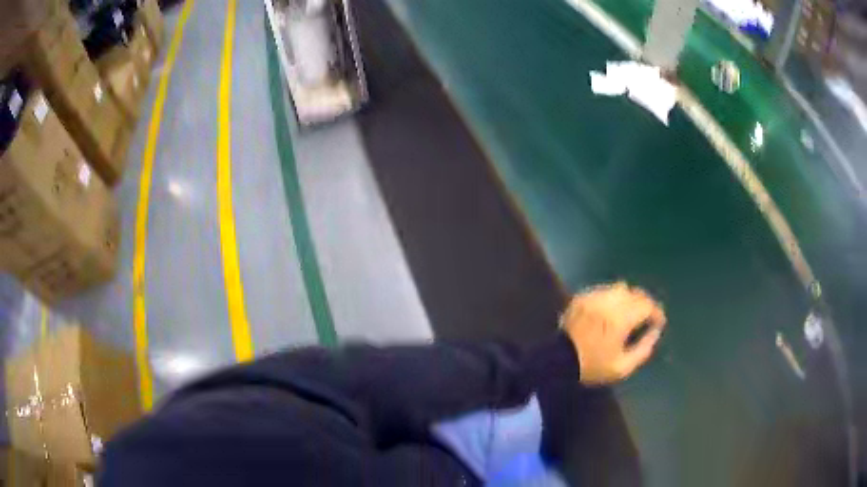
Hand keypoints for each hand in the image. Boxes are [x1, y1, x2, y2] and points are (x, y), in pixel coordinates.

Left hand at [561, 282, 665, 385]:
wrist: (558, 360)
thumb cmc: (592, 366)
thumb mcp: (622, 367)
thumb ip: (643, 349)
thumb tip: (655, 333)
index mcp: (621, 318)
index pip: (647, 305)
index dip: (657, 313)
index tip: (658, 322)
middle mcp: (609, 301)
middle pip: (635, 293)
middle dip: (644, 304)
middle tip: (646, 317)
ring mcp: (594, 296)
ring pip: (619, 288)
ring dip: (629, 298)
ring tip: (629, 312)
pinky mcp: (582, 297)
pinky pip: (603, 290)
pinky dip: (611, 297)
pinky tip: (610, 310)